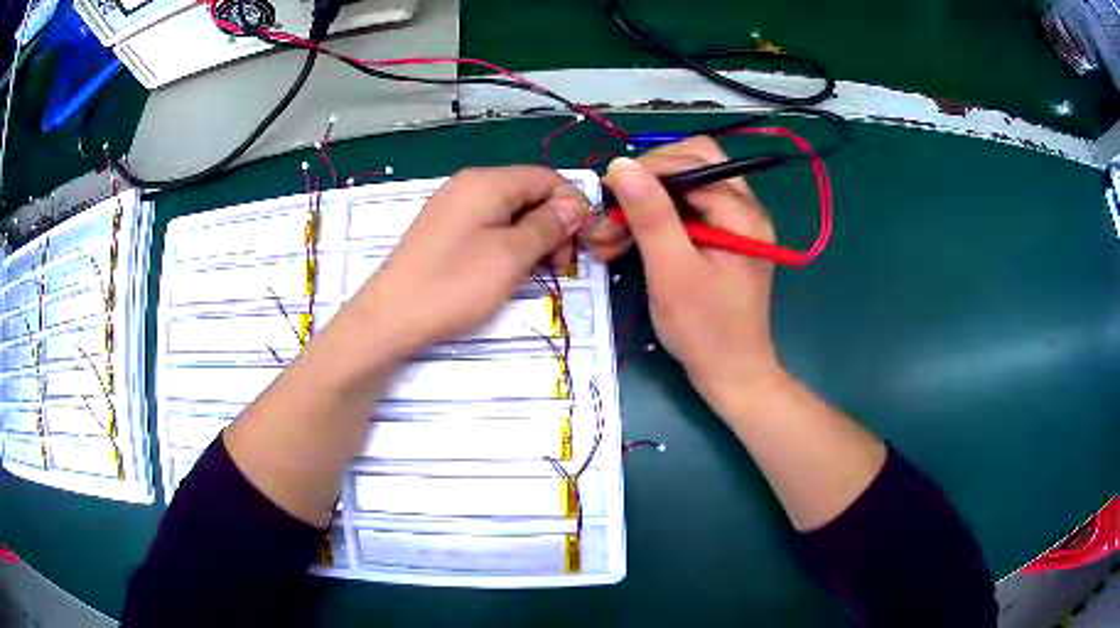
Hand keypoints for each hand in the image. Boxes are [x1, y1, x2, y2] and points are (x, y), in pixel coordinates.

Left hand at [351, 166, 589, 355]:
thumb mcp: (511, 256)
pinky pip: (488, 226)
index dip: (572, 206)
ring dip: (532, 237)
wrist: (389, 318)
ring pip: (509, 211)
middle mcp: (469, 185)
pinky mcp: (443, 230)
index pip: (547, 177)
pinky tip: (507, 270)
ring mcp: (453, 207)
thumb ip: (547, 226)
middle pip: (528, 192)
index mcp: (487, 182)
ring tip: (535, 272)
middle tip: (558, 265)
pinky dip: (507, 243)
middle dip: (552, 223)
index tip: (581, 244)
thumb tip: (574, 207)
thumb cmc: (453, 285)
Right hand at [589, 137, 784, 408]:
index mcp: (741, 211)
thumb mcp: (672, 271)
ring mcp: (735, 223)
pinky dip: (658, 220)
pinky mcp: (723, 239)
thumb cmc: (705, 329)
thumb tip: (621, 164)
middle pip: (692, 164)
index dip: (645, 171)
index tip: (606, 195)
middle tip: (614, 208)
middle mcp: (745, 208)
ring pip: (687, 187)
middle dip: (648, 180)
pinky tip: (629, 241)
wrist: (733, 375)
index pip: (690, 162)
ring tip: (612, 231)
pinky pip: (688, 212)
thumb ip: (651, 214)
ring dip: (648, 201)